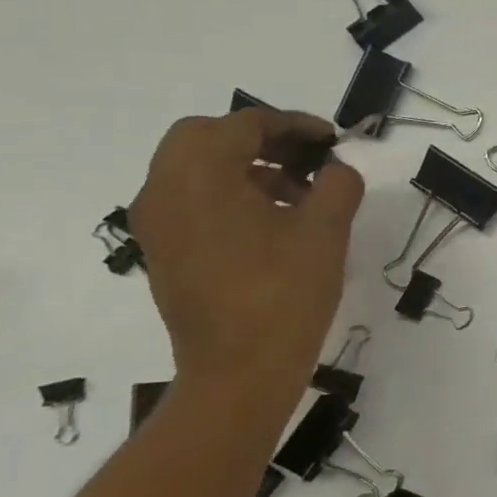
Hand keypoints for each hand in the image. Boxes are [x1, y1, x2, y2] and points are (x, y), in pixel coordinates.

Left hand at [129, 109, 363, 393]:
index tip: (333, 139)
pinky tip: (275, 221)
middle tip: (309, 157)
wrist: (238, 372)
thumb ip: (338, 184)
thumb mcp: (326, 231)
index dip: (294, 124)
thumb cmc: (284, 294)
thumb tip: (336, 169)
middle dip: (261, 139)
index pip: (244, 125)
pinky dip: (230, 193)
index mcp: (199, 177)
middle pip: (205, 137)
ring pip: (196, 168)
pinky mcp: (164, 251)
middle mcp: (164, 191)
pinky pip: (192, 200)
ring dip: (247, 165)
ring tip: (301, 192)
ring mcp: (158, 224)